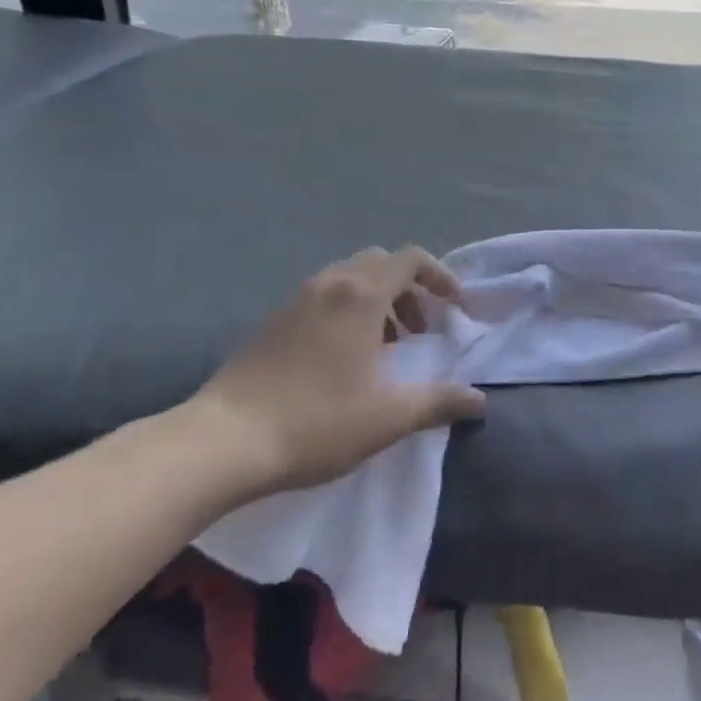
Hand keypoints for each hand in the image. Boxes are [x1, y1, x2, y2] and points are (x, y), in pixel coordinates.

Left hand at [187, 246, 487, 497]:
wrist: (222, 441)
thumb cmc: (315, 422)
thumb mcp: (387, 417)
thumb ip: (438, 402)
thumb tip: (479, 401)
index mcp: (361, 294)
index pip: (411, 258)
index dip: (441, 277)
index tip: (456, 309)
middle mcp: (330, 283)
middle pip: (381, 263)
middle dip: (409, 289)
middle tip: (420, 330)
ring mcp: (296, 299)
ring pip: (350, 279)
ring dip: (378, 301)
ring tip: (386, 347)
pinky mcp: (272, 320)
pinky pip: (323, 296)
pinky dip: (347, 311)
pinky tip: (343, 359)